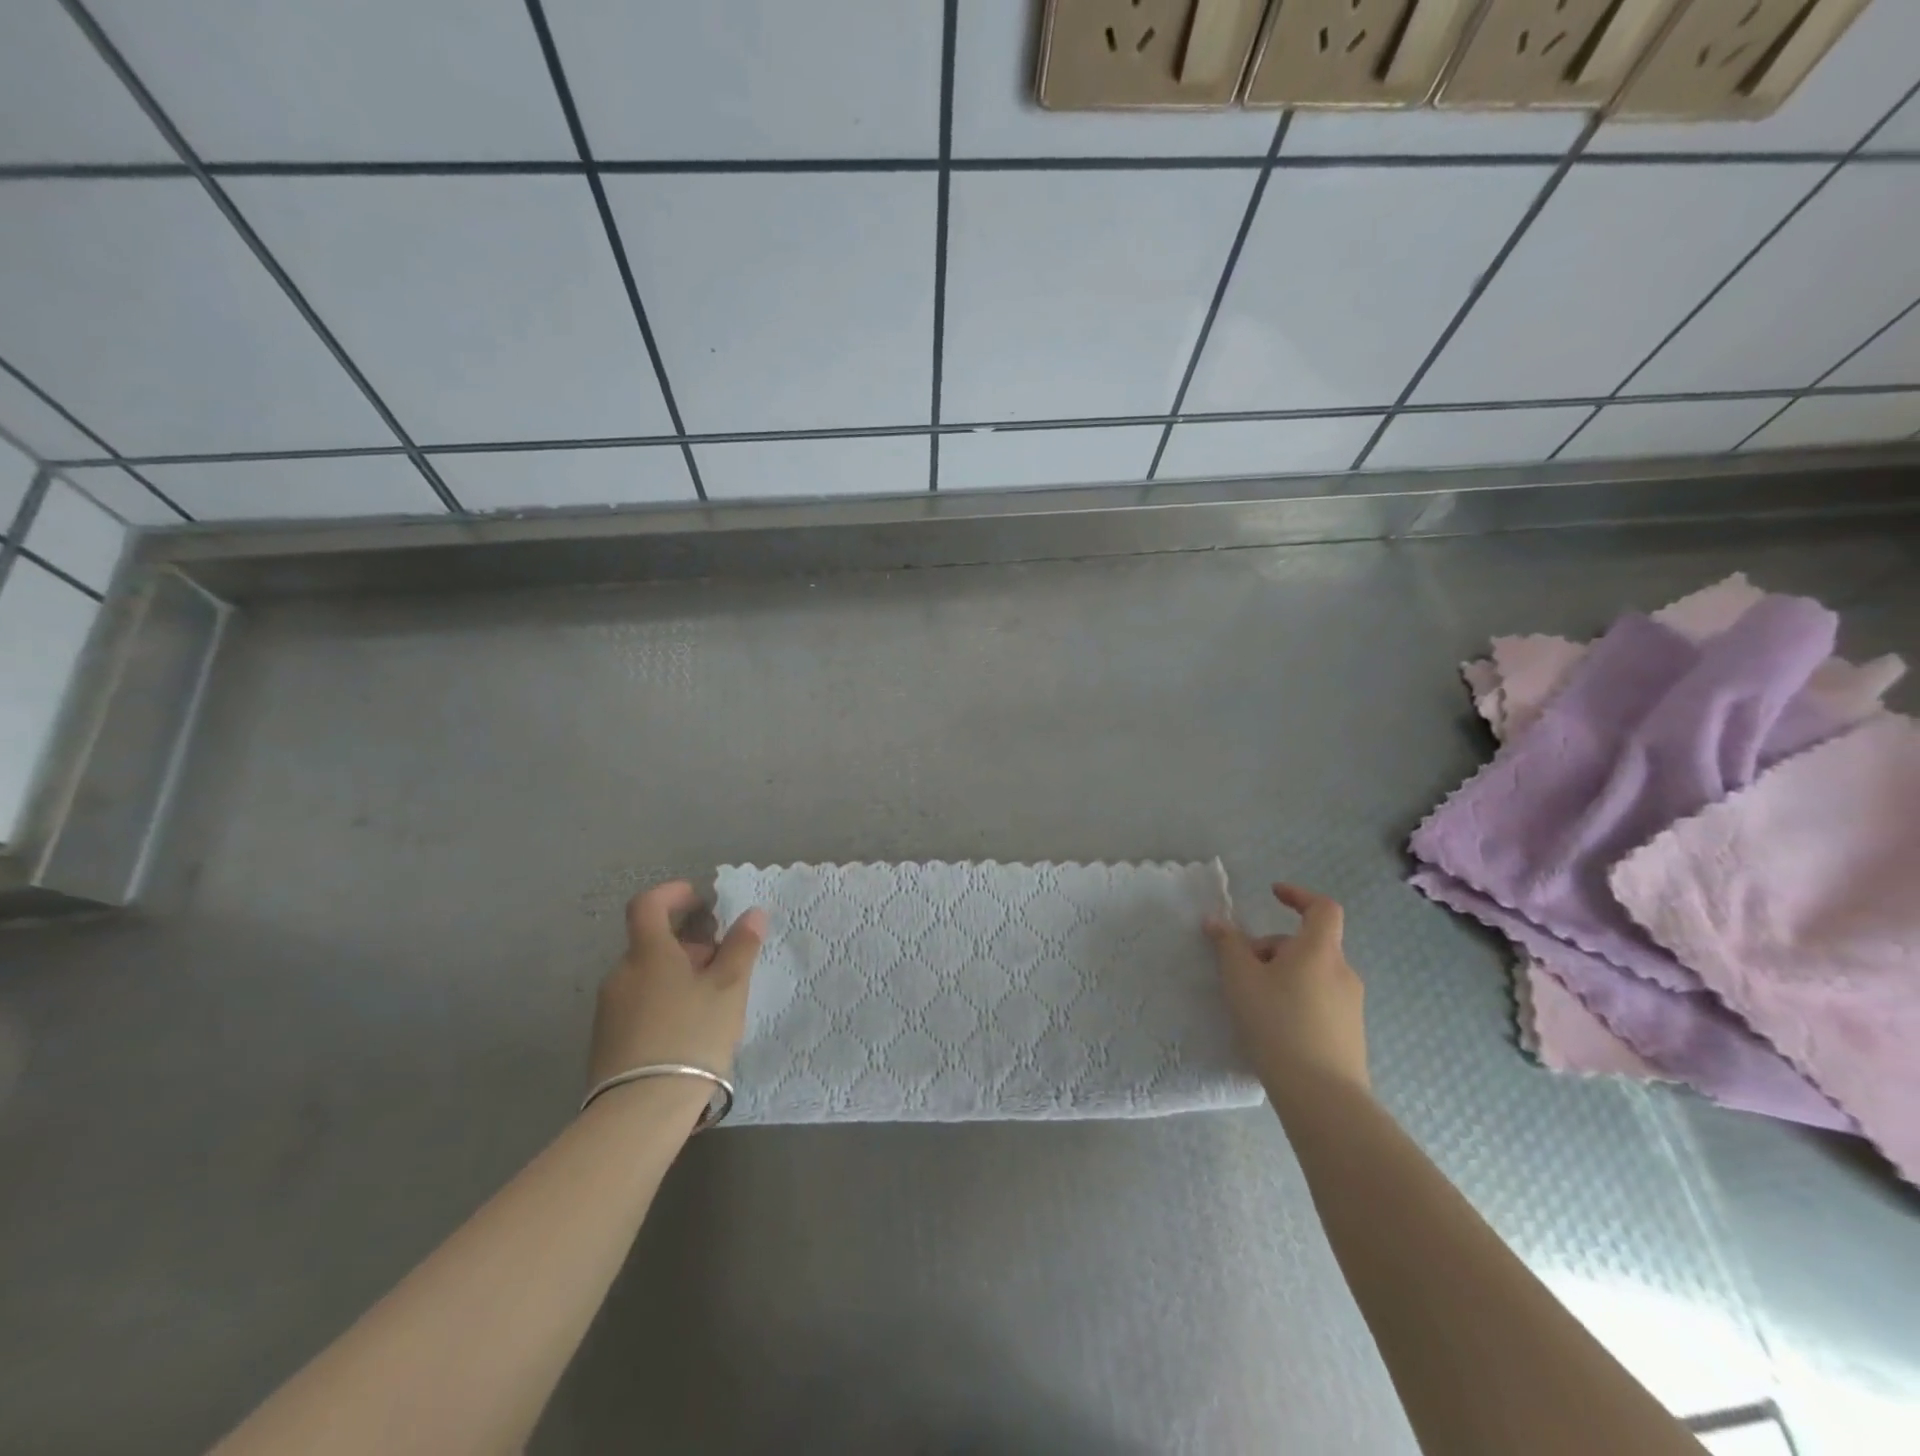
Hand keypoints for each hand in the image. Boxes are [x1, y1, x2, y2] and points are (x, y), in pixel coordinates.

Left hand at [588, 881, 765, 1089]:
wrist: (640, 1111)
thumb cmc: (691, 1035)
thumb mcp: (728, 989)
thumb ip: (741, 947)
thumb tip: (753, 913)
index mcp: (648, 953)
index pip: (647, 905)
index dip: (672, 894)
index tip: (699, 900)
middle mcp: (621, 974)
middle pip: (652, 943)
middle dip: (687, 944)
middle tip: (721, 961)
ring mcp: (609, 1009)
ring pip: (646, 976)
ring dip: (676, 975)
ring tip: (709, 1000)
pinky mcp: (606, 1041)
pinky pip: (638, 1005)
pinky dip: (662, 1001)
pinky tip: (687, 1030)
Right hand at [1205, 882, 1368, 1096]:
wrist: (1322, 1095)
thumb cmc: (1277, 1023)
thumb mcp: (1241, 979)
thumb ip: (1228, 945)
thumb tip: (1216, 921)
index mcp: (1320, 951)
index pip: (1322, 908)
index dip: (1298, 895)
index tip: (1274, 894)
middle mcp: (1342, 972)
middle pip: (1307, 944)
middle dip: (1272, 949)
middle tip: (1241, 971)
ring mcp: (1351, 1005)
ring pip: (1312, 974)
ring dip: (1282, 976)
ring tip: (1253, 1002)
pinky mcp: (1351, 1033)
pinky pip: (1319, 1001)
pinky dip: (1295, 1000)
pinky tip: (1273, 1027)